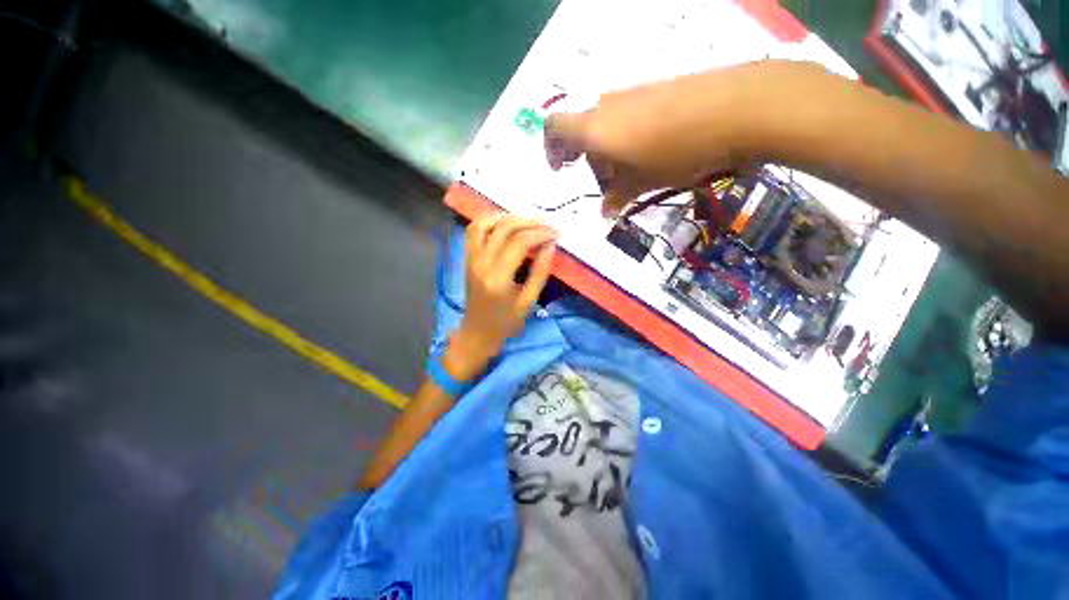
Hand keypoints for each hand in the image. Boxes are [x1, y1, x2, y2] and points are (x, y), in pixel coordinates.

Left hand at [443, 214, 556, 380]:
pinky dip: (490, 220)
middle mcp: (481, 263)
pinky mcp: (468, 257)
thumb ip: (540, 272)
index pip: (520, 243)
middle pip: (504, 228)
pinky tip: (506, 222)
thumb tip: (551, 245)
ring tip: (529, 219)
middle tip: (548, 223)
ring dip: (509, 217)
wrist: (477, 332)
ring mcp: (471, 258)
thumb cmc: (506, 322)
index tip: (556, 233)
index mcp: (498, 278)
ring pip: (486, 223)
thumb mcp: (528, 301)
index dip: (540, 233)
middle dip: (529, 221)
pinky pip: (474, 230)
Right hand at [545, 62, 786, 216]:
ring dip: (612, 151)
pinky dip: (631, 138)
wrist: (738, 108)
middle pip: (584, 131)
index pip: (554, 128)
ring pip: (608, 125)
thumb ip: (618, 196)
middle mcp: (607, 106)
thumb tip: (605, 212)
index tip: (562, 170)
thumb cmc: (677, 152)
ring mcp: (634, 94)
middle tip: (610, 186)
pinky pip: (631, 115)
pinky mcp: (658, 89)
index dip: (551, 148)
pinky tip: (654, 153)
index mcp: (594, 128)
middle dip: (590, 160)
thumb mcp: (643, 182)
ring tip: (635, 174)